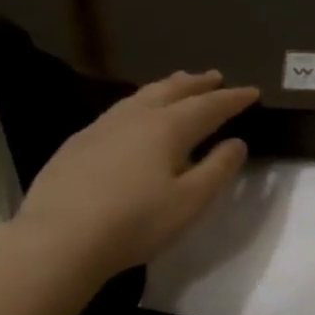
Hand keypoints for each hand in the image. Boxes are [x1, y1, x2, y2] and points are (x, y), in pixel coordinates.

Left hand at [14, 70, 258, 285]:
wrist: (60, 238)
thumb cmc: (136, 222)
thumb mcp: (190, 202)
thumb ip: (217, 169)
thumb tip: (237, 143)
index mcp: (167, 128)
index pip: (209, 106)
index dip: (233, 99)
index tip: (253, 92)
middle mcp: (135, 117)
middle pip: (172, 91)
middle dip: (197, 84)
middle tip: (216, 77)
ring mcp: (102, 127)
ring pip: (142, 96)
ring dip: (167, 88)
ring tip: (179, 85)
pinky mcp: (79, 143)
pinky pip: (120, 111)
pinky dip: (141, 104)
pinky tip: (136, 116)